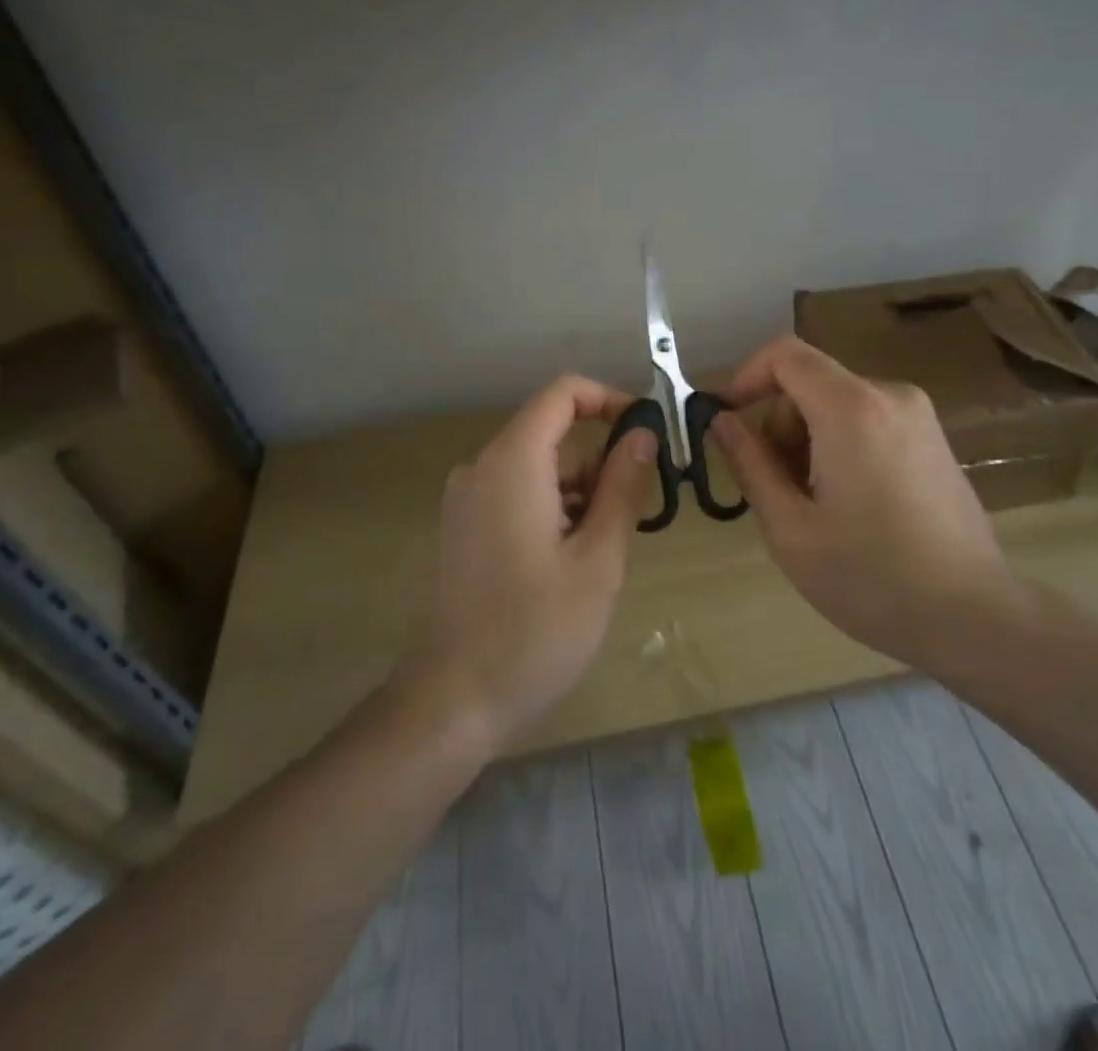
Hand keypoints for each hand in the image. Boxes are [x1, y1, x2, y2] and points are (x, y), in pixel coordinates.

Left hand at [393, 375, 655, 752]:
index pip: (562, 393)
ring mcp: (465, 500)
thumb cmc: (534, 631)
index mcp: (512, 462)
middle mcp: (481, 468)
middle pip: (553, 436)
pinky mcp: (461, 528)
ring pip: (538, 470)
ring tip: (598, 559)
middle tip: (632, 519)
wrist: (450, 704)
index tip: (646, 433)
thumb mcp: (598, 559)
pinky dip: (552, 512)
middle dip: (600, 466)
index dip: (608, 400)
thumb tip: (642, 433)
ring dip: (579, 496)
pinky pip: (516, 495)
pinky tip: (566, 568)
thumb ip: (623, 487)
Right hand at [710, 336, 1024, 674]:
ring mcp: (918, 416)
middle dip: (781, 426)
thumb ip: (750, 463)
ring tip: (817, 508)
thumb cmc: (871, 577)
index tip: (728, 420)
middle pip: (811, 383)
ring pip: (837, 404)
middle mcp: (889, 395)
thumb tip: (722, 421)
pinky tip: (852, 505)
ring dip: (810, 441)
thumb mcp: (790, 528)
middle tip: (779, 491)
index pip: (786, 354)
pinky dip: (841, 445)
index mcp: (851, 409)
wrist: (975, 617)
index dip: (746, 376)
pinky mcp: (933, 438)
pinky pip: (868, 420)